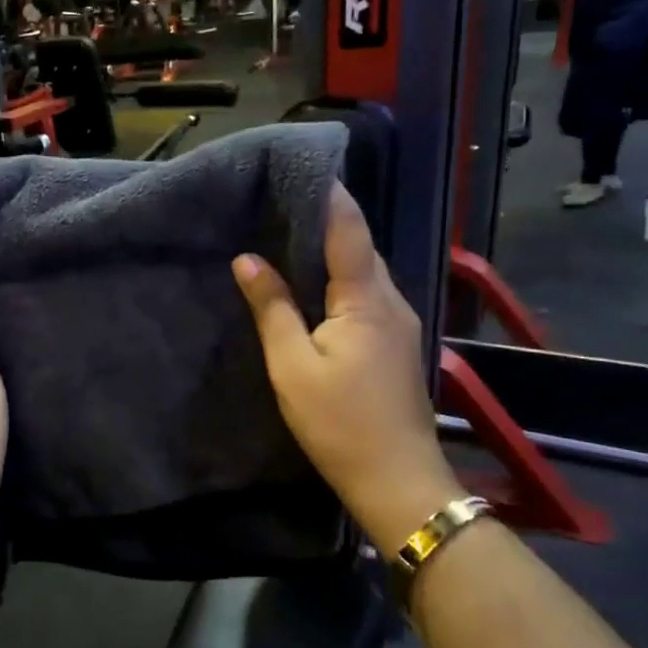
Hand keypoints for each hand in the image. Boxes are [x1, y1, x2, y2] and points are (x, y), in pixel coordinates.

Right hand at [233, 183, 462, 554]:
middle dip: (327, 219)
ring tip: (290, 235)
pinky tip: (315, 285)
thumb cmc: (338, 422)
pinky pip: (367, 295)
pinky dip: (341, 279)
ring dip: (334, 250)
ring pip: (365, 272)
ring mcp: (400, 323)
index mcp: (366, 299)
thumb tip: (247, 259)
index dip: (329, 195)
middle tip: (282, 200)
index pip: (349, 229)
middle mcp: (391, 300)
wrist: (397, 480)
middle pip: (360, 246)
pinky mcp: (397, 343)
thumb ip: (272, 308)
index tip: (303, 167)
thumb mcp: (293, 365)